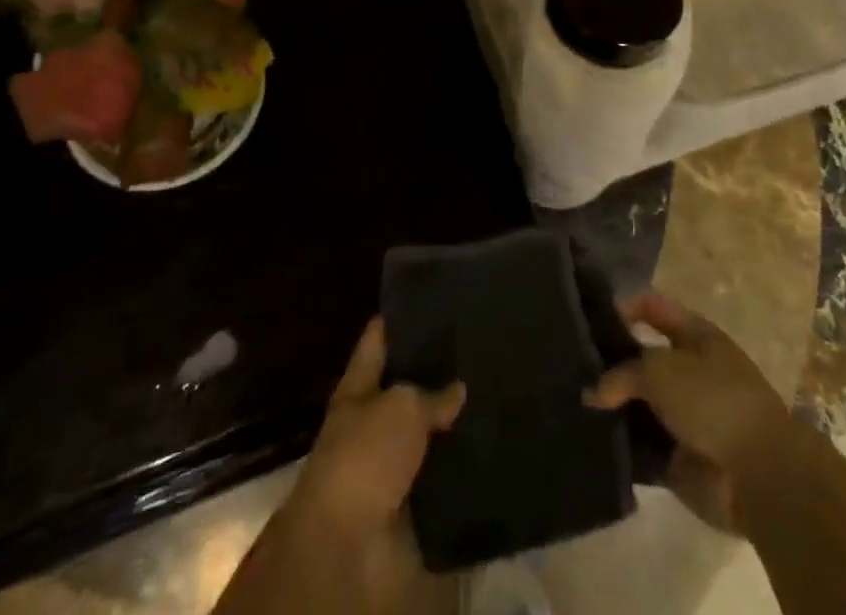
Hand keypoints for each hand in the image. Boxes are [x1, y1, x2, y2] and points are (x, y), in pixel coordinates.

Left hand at [278, 318, 464, 610]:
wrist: (350, 547)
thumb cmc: (365, 458)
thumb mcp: (401, 407)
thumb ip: (430, 392)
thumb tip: (458, 387)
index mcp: (357, 389)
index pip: (377, 340)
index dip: (398, 317)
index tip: (430, 297)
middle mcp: (371, 422)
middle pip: (405, 387)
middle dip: (437, 371)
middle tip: (478, 346)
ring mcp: (390, 464)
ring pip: (427, 433)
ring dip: (453, 422)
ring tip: (495, 393)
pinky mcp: (411, 502)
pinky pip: (441, 475)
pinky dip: (462, 465)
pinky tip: (493, 443)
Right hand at [585, 291, 789, 534]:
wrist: (759, 475)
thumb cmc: (713, 400)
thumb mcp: (660, 369)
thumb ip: (622, 373)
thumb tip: (593, 392)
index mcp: (695, 335)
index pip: (652, 308)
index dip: (623, 307)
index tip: (587, 316)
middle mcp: (690, 370)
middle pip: (642, 358)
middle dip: (610, 361)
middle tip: (571, 363)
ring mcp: (685, 416)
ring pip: (639, 403)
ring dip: (612, 406)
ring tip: (570, 400)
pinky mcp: (679, 458)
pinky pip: (642, 445)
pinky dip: (621, 444)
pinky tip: (590, 439)